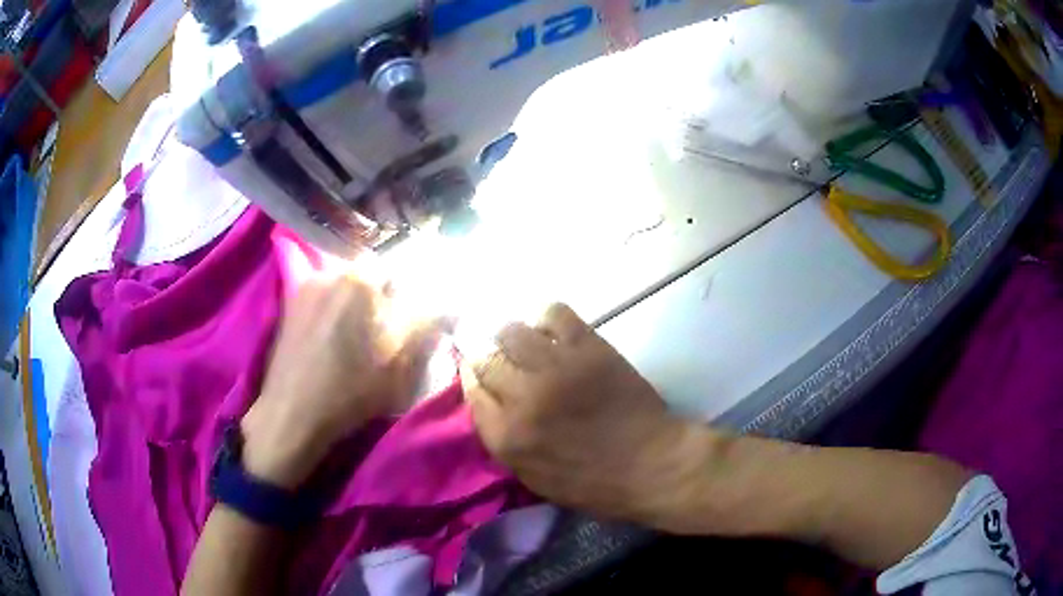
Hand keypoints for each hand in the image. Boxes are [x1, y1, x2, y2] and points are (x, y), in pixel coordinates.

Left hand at [241, 274, 447, 489]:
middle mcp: (330, 271)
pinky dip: (335, 312)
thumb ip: (428, 326)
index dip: (410, 294)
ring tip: (358, 340)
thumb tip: (452, 304)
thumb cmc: (349, 391)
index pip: (399, 269)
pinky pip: (324, 298)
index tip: (411, 319)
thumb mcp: (400, 365)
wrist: (292, 415)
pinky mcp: (291, 305)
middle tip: (386, 333)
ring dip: (358, 305)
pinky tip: (333, 341)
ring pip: (346, 287)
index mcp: (359, 280)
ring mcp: (305, 287)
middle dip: (383, 299)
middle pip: (370, 276)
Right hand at [463, 303, 712, 529]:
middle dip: (485, 355)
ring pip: (511, 330)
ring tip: (525, 344)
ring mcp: (557, 368)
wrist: (650, 464)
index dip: (471, 375)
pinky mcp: (589, 348)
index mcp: (507, 436)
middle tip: (498, 356)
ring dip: (511, 336)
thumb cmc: (592, 482)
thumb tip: (486, 395)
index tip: (478, 372)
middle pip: (484, 356)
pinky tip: (553, 333)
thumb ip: (501, 437)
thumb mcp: (532, 477)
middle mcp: (523, 396)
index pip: (471, 389)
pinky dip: (546, 319)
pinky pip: (553, 314)